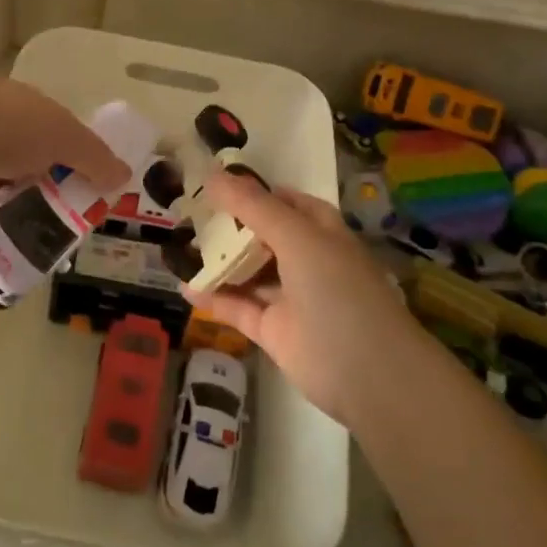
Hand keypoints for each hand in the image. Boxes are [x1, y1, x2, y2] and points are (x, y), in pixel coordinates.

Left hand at [0, 72, 131, 264]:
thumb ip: (93, 157)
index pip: (54, 144)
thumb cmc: (2, 127)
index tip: (87, 203)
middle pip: (23, 181)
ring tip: (30, 264)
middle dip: (41, 209)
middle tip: (60, 242)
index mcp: (20, 118)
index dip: (73, 171)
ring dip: (6, 233)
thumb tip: (123, 176)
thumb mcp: (61, 134)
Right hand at [189, 172, 419, 424]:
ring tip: (178, 246)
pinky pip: (239, 307)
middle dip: (228, 225)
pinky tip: (185, 286)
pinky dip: (215, 297)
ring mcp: (290, 297)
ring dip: (218, 261)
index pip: (283, 201)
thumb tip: (214, 173)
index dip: (251, 191)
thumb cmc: (337, 289)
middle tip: (186, 213)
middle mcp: (305, 259)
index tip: (212, 183)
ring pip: (248, 271)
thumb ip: (253, 206)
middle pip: (261, 235)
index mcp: (320, 230)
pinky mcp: (275, 331)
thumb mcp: (296, 236)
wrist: (369, 373)